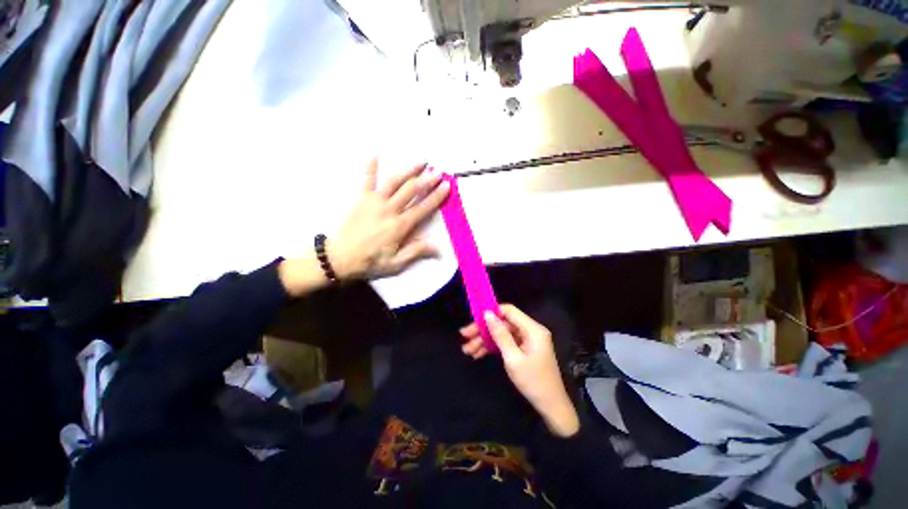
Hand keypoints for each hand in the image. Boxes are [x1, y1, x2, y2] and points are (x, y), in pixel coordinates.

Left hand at [329, 158, 449, 280]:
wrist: (340, 258)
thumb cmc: (370, 261)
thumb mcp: (396, 263)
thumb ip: (416, 252)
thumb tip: (439, 249)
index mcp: (400, 226)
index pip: (423, 208)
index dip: (436, 196)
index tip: (446, 186)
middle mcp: (389, 210)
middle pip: (411, 191)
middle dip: (426, 180)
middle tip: (438, 171)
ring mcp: (374, 202)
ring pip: (394, 182)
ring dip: (408, 170)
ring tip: (420, 161)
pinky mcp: (361, 199)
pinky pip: (366, 180)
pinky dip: (370, 167)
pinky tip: (375, 154)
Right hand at [460, 305, 579, 436]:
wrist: (551, 406)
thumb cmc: (533, 382)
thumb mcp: (513, 358)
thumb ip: (500, 335)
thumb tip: (487, 314)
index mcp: (532, 329)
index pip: (509, 311)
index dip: (491, 312)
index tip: (474, 318)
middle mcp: (530, 330)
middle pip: (503, 323)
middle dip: (483, 330)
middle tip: (464, 335)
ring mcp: (526, 340)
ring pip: (502, 334)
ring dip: (485, 341)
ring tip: (467, 350)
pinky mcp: (523, 349)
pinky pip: (505, 343)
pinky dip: (493, 348)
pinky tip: (477, 354)